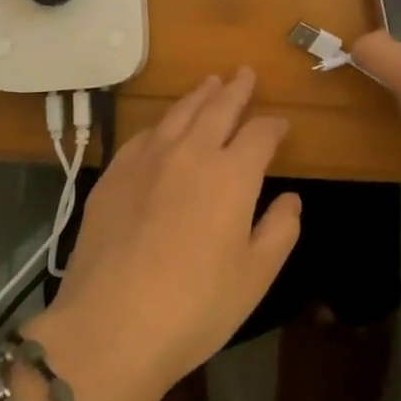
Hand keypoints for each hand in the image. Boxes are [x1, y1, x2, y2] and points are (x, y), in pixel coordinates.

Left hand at [33, 70, 300, 400]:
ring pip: (178, 114)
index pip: (260, 134)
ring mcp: (146, 160)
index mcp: (231, 175)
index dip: (274, 127)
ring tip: (210, 83)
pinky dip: (162, 124)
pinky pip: (143, 135)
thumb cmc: (195, 308)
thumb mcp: (255, 276)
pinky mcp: (113, 175)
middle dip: (236, 90)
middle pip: (217, 109)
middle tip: (244, 73)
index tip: (281, 126)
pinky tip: (164, 126)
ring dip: (198, 96)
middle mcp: (190, 153)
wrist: (110, 327)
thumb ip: (280, 230)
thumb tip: (291, 198)